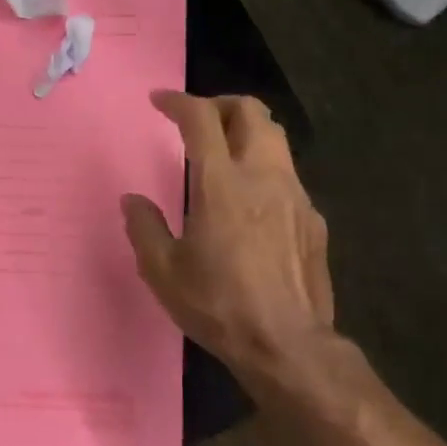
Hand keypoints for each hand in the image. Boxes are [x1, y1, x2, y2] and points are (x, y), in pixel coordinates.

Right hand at [122, 92, 334, 375]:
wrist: (286, 344)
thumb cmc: (218, 305)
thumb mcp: (162, 271)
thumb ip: (144, 227)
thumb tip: (133, 200)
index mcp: (221, 184)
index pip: (200, 119)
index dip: (177, 101)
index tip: (159, 101)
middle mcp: (263, 176)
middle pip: (251, 112)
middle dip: (220, 104)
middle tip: (197, 120)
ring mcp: (295, 195)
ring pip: (275, 138)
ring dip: (246, 132)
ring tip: (224, 153)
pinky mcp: (313, 218)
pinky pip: (287, 176)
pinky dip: (263, 169)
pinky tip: (250, 202)